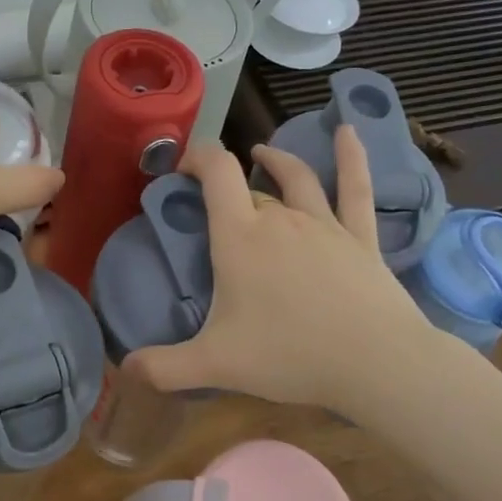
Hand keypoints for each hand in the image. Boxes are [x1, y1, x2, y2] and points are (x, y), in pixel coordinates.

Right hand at [126, 129, 435, 410]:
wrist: (377, 363)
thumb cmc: (290, 355)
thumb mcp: (216, 364)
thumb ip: (164, 367)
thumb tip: (124, 369)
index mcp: (240, 236)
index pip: (216, 173)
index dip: (198, 157)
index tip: (182, 166)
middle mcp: (279, 218)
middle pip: (249, 188)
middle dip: (227, 186)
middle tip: (212, 202)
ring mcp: (323, 225)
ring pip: (296, 179)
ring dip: (276, 161)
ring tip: (262, 153)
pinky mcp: (360, 238)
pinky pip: (356, 190)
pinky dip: (352, 158)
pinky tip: (349, 131)